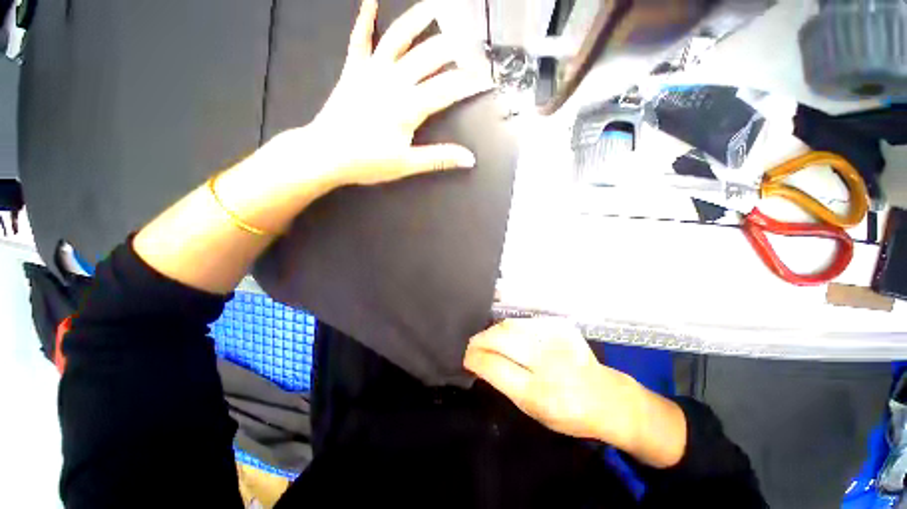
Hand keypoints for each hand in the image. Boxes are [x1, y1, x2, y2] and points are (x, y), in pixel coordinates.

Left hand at [303, 0, 492, 187]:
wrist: (326, 153)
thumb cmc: (367, 161)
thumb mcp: (407, 164)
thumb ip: (439, 158)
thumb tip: (469, 159)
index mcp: (409, 106)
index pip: (447, 89)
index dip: (469, 83)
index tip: (486, 79)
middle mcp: (394, 81)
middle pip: (429, 57)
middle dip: (453, 49)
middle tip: (470, 42)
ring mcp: (372, 71)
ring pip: (399, 38)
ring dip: (417, 20)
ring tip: (434, 6)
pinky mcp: (354, 69)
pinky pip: (360, 39)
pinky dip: (365, 19)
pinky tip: (370, 1)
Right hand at [464, 319, 687, 466]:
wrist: (607, 397)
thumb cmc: (567, 412)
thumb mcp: (533, 411)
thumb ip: (505, 384)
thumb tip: (481, 361)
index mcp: (538, 392)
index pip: (494, 365)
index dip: (474, 358)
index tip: (466, 357)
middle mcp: (547, 361)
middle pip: (500, 338)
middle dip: (480, 340)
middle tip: (473, 345)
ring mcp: (556, 339)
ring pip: (510, 325)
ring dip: (493, 331)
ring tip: (489, 338)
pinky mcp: (562, 326)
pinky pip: (525, 322)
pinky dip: (511, 327)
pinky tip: (510, 334)